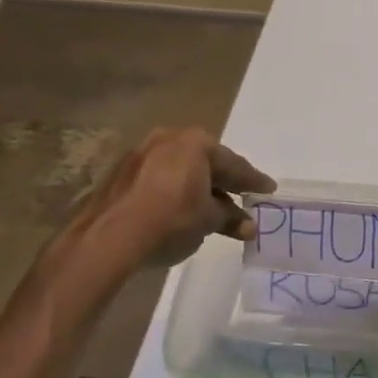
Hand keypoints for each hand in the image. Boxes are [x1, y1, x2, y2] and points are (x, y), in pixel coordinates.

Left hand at [45, 126, 274, 292]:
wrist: (109, 238)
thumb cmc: (171, 219)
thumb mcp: (208, 220)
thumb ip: (230, 218)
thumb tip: (249, 226)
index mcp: (196, 143)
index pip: (234, 164)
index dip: (253, 181)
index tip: (268, 190)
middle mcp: (168, 139)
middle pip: (206, 163)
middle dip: (224, 184)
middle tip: (242, 198)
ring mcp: (140, 154)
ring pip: (180, 171)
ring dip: (198, 189)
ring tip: (212, 211)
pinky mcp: (120, 174)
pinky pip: (158, 180)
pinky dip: (174, 193)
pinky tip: (180, 211)